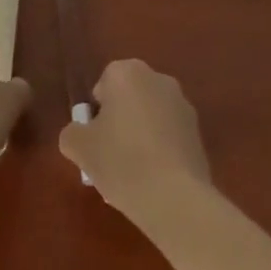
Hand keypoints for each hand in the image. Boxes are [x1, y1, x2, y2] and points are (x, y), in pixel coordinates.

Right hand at [59, 59, 211, 221]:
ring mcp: (182, 104)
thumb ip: (72, 133)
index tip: (95, 140)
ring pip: (150, 117)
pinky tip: (154, 179)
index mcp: (128, 72)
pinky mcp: (198, 131)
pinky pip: (169, 135)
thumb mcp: (80, 148)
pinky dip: (161, 150)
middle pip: (129, 98)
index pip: (104, 84)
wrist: (175, 197)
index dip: (96, 113)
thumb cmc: (121, 161)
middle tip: (110, 156)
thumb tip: (78, 133)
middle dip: (119, 122)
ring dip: (141, 135)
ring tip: (133, 174)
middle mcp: (158, 78)